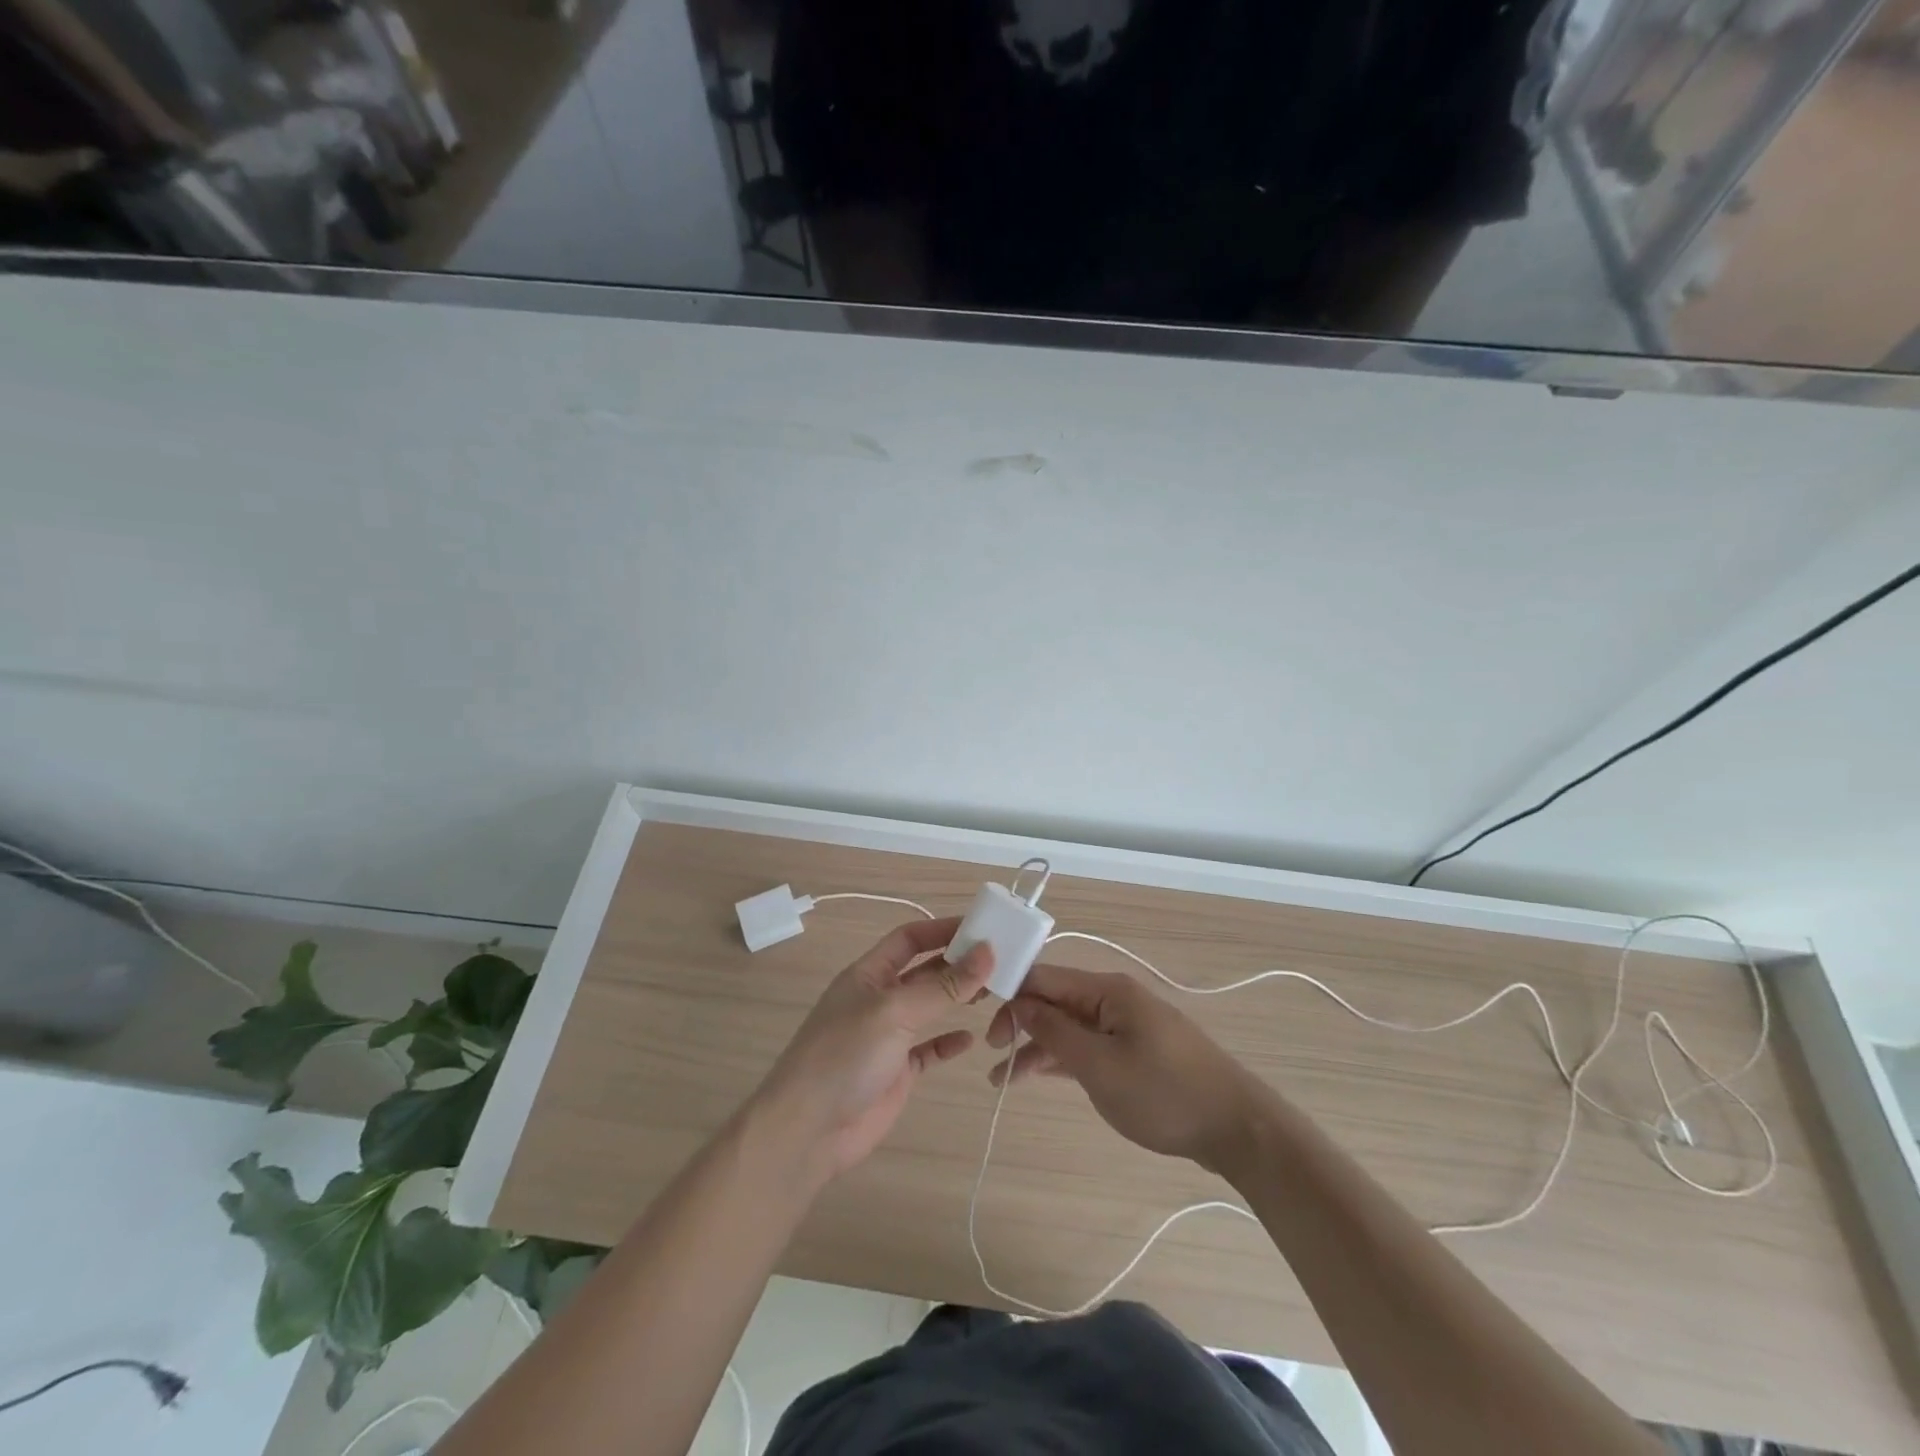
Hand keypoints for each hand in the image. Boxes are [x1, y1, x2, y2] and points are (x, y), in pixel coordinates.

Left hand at [751, 917, 992, 1180]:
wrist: (808, 1130)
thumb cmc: (846, 1055)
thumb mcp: (894, 1012)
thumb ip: (942, 986)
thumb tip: (988, 951)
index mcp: (868, 974)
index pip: (909, 938)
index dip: (942, 929)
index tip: (983, 927)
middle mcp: (878, 999)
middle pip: (923, 970)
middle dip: (957, 963)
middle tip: (1001, 960)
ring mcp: (887, 1036)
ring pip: (929, 1007)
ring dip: (958, 998)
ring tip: (995, 992)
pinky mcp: (896, 1071)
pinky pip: (928, 1049)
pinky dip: (949, 1042)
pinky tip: (971, 1039)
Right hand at [986, 964, 1261, 1173]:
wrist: (1237, 1129)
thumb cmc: (1164, 1093)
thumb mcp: (1099, 1066)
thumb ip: (1054, 1032)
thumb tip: (1019, 1002)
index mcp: (1107, 990)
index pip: (1045, 977)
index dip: (1010, 993)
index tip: (980, 1017)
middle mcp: (1114, 999)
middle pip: (1055, 1001)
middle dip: (1020, 1023)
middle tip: (991, 1055)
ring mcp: (1126, 1025)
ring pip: (1069, 1027)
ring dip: (1036, 1047)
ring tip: (1000, 1079)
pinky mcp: (1135, 1051)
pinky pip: (1088, 1046)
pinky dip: (1061, 1059)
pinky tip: (1035, 1074)